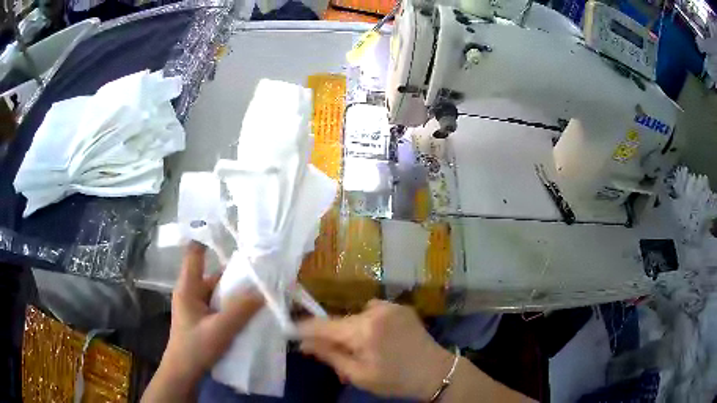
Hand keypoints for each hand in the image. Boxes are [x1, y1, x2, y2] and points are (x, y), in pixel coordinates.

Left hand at [143, 242, 262, 401]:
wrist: (184, 373)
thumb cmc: (195, 348)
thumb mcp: (220, 330)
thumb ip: (241, 310)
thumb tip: (263, 289)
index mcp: (188, 288)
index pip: (194, 254)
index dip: (207, 238)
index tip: (229, 229)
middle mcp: (192, 292)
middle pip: (215, 274)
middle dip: (237, 274)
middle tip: (262, 270)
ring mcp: (199, 306)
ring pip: (220, 292)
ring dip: (238, 293)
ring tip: (263, 291)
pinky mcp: (205, 319)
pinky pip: (222, 306)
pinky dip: (236, 306)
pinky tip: (252, 311)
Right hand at [298, 300, 454, 399]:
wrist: (436, 372)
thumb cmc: (395, 380)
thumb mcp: (359, 375)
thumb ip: (329, 356)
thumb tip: (303, 344)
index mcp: (364, 330)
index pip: (323, 325)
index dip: (304, 328)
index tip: (291, 332)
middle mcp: (375, 311)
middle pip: (340, 321)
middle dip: (332, 337)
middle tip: (336, 357)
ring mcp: (390, 306)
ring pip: (356, 317)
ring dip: (352, 331)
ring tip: (364, 350)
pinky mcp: (400, 307)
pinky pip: (373, 312)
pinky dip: (369, 324)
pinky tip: (381, 339)